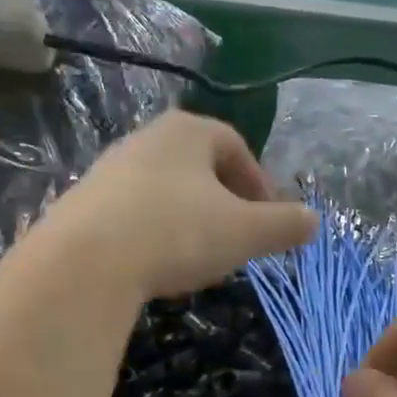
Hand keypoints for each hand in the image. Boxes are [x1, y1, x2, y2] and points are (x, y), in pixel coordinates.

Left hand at [45, 112, 317, 299]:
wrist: (86, 264)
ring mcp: (108, 170)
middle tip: (238, 237)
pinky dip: (154, 233)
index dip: (259, 182)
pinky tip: (157, 264)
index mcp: (187, 132)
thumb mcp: (245, 232)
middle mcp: (144, 139)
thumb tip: (314, 221)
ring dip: (189, 218)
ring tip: (199, 255)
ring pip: (165, 190)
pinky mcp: (82, 204)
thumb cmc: (177, 233)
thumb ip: (284, 225)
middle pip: (198, 166)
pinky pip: (133, 213)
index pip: (234, 146)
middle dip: (225, 201)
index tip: (268, 219)